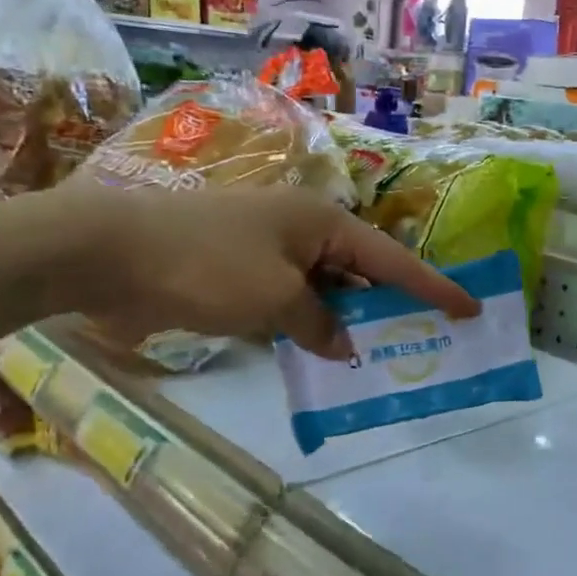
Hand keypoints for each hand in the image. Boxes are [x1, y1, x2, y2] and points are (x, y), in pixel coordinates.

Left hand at [53, 183, 479, 359]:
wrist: (105, 250)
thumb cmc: (204, 264)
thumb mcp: (274, 299)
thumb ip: (319, 323)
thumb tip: (343, 343)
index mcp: (321, 221)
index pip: (392, 259)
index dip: (433, 287)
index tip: (471, 308)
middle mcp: (302, 229)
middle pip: (362, 271)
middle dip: (392, 305)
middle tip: (427, 338)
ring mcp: (269, 248)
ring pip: (326, 288)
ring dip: (348, 319)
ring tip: (380, 354)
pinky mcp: (240, 270)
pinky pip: (292, 298)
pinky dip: (309, 323)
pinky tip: (321, 351)